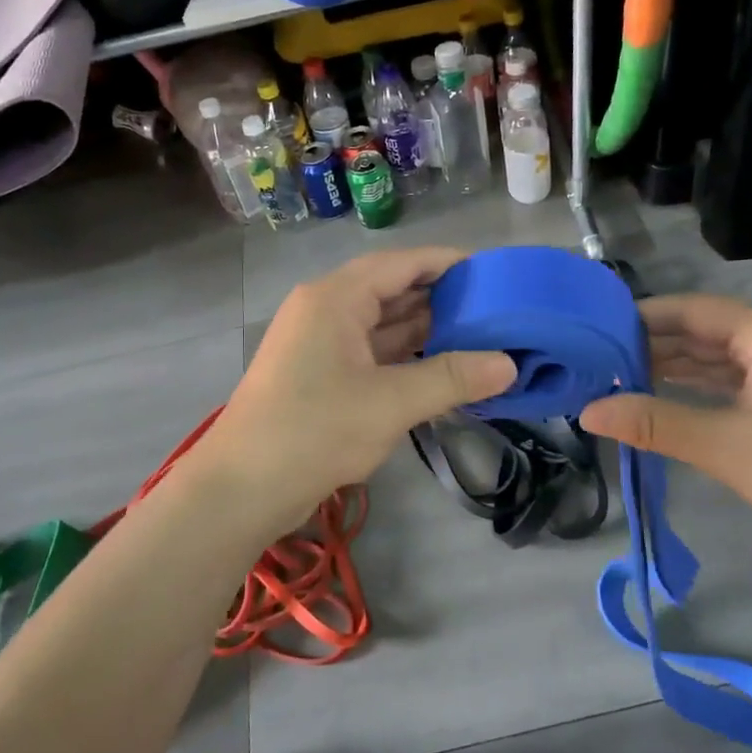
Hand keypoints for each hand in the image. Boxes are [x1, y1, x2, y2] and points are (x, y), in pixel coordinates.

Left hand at [201, 248, 516, 521]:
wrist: (242, 489)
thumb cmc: (315, 431)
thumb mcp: (391, 403)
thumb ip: (452, 378)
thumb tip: (509, 365)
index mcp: (336, 298)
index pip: (402, 263)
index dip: (448, 263)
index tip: (493, 273)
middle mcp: (326, 310)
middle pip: (392, 291)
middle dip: (442, 300)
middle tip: (497, 311)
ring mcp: (320, 344)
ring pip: (383, 325)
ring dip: (426, 332)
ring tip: (481, 338)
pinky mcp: (320, 375)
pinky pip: (372, 354)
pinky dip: (405, 359)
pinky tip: (442, 369)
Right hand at [578, 294, 751, 558]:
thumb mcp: (721, 445)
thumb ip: (652, 422)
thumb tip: (588, 411)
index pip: (694, 310)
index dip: (645, 316)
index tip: (599, 327)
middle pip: (707, 330)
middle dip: (656, 344)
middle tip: (602, 357)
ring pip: (722, 355)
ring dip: (677, 366)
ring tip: (623, 375)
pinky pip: (738, 377)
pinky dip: (702, 385)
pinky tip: (666, 394)